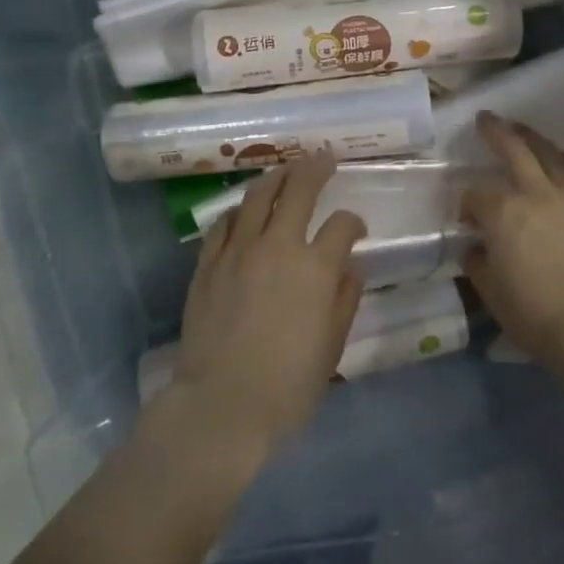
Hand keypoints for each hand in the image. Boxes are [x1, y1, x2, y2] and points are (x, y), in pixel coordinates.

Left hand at [170, 152, 366, 452]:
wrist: (221, 406)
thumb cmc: (287, 385)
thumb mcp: (332, 346)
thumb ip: (344, 299)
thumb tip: (349, 267)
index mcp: (316, 267)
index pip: (342, 225)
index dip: (353, 222)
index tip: (356, 228)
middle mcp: (278, 246)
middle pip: (298, 190)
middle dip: (315, 168)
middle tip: (324, 157)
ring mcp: (238, 251)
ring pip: (257, 196)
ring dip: (275, 177)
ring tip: (285, 170)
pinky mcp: (207, 263)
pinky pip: (223, 223)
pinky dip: (238, 211)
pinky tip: (244, 210)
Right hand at [462, 113, 563, 369]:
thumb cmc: (537, 315)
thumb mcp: (492, 294)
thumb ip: (479, 264)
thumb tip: (476, 248)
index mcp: (502, 212)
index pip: (476, 195)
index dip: (466, 203)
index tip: (465, 217)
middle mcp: (536, 192)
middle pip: (513, 150)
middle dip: (496, 132)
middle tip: (486, 118)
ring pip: (551, 153)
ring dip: (534, 137)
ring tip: (523, 129)